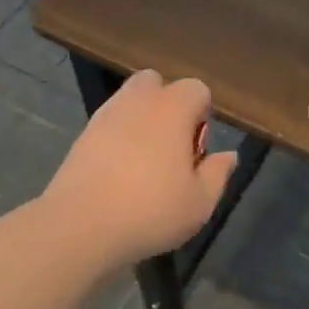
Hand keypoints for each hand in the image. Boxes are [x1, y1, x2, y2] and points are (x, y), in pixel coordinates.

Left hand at [42, 70, 237, 271]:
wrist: (80, 225)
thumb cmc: (150, 210)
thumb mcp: (200, 202)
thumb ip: (218, 173)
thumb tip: (228, 155)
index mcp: (172, 108)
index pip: (197, 89)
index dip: (202, 117)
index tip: (195, 153)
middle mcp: (138, 100)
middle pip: (157, 83)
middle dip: (167, 106)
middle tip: (169, 149)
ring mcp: (105, 114)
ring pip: (130, 101)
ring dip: (141, 121)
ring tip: (143, 165)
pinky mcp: (83, 134)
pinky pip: (109, 123)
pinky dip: (118, 137)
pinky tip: (118, 174)